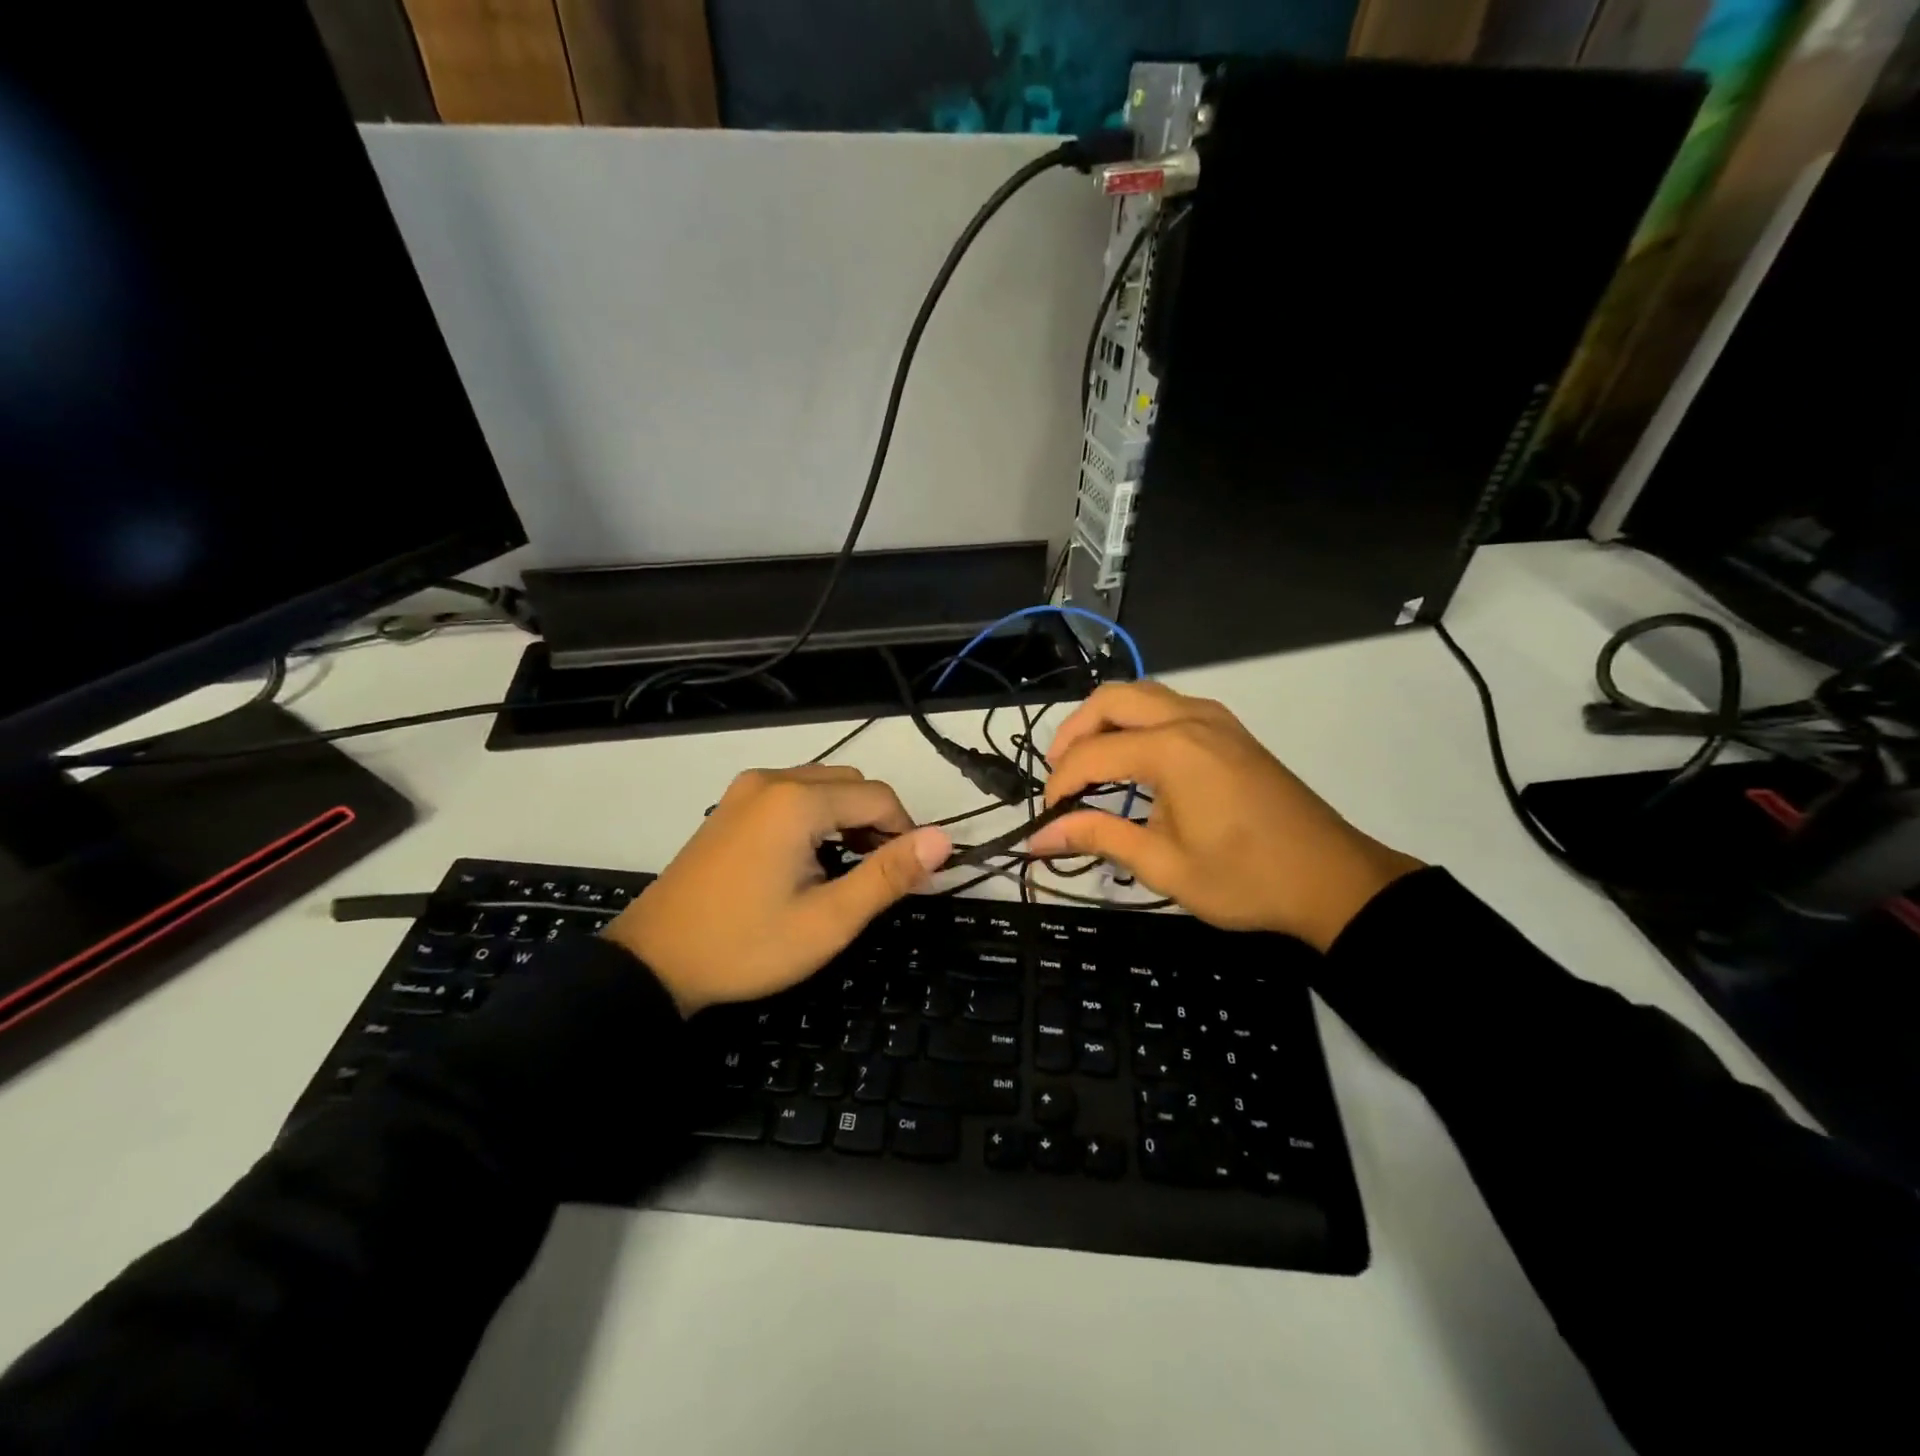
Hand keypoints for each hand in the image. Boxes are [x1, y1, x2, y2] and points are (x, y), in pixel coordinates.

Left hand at [604, 767, 950, 1015]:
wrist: (653, 962)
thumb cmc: (746, 946)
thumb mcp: (828, 920)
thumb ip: (888, 876)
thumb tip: (943, 840)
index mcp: (797, 801)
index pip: (880, 797)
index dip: (907, 833)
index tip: (912, 877)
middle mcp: (772, 779)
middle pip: (852, 784)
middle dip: (878, 822)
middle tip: (879, 877)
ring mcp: (746, 789)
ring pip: (823, 785)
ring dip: (849, 817)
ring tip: (850, 869)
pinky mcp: (731, 805)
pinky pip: (793, 793)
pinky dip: (817, 816)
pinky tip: (811, 857)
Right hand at [1028, 682, 1421, 949]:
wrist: (1333, 880)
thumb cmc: (1246, 879)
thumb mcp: (1165, 866)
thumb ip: (1099, 838)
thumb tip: (1038, 837)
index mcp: (1172, 750)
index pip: (1093, 754)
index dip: (1060, 783)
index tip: (1046, 818)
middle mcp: (1190, 719)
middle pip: (1112, 700)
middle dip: (1075, 732)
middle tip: (1059, 775)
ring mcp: (1216, 720)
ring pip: (1142, 694)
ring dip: (1106, 719)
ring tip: (1089, 762)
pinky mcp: (1231, 731)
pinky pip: (1170, 705)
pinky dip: (1138, 720)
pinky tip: (1135, 758)